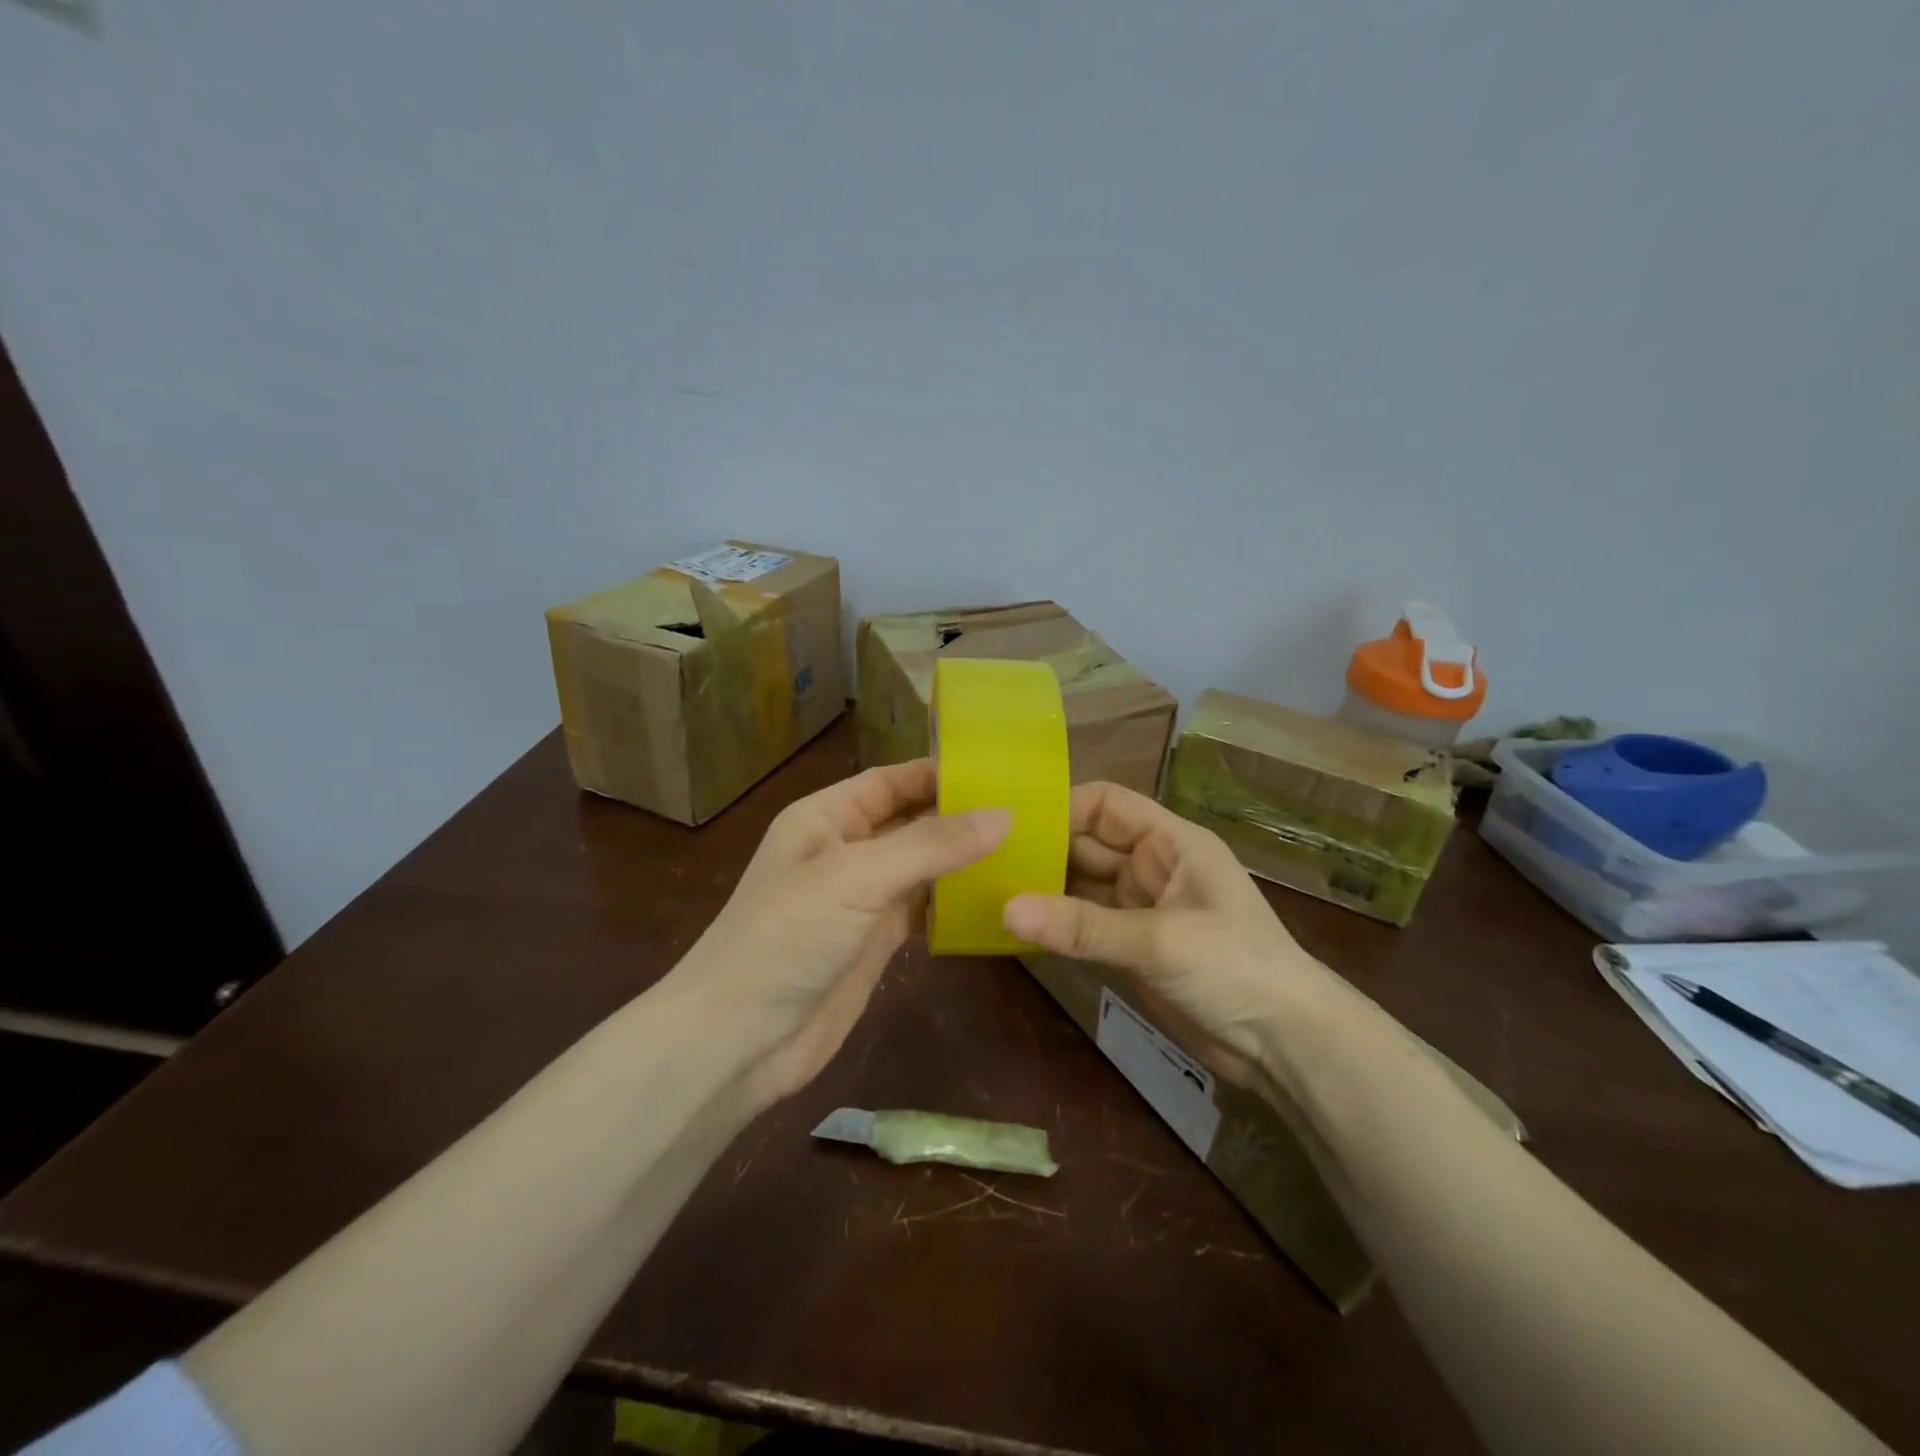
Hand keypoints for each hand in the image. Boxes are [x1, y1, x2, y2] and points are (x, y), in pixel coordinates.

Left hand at [679, 759, 1007, 1105]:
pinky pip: (923, 909)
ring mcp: (862, 898)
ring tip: (1027, 849)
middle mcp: (845, 850)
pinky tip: (996, 899)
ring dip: (964, 860)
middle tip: (1030, 811)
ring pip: (922, 866)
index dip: (941, 773)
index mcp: (827, 817)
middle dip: (961, 816)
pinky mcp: (876, 941)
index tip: (1002, 771)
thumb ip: (931, 845)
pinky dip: (954, 902)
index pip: (892, 780)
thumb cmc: (788, 936)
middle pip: (911, 821)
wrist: (740, 1038)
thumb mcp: (858, 876)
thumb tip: (1004, 816)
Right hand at [1003, 781, 1341, 1083]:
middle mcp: (1151, 867)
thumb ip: (1082, 926)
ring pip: (1081, 886)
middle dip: (1043, 850)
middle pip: (1087, 844)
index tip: (1010, 821)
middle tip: (985, 859)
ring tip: (988, 890)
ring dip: (1044, 890)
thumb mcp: (1159, 940)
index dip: (1062, 806)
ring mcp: (1140, 909)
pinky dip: (1056, 926)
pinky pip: (1085, 925)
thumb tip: (1005, 909)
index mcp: (1170, 842)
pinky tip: (1016, 927)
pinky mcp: (1132, 947)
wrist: (1284, 1045)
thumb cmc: (1235, 968)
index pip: (1107, 804)